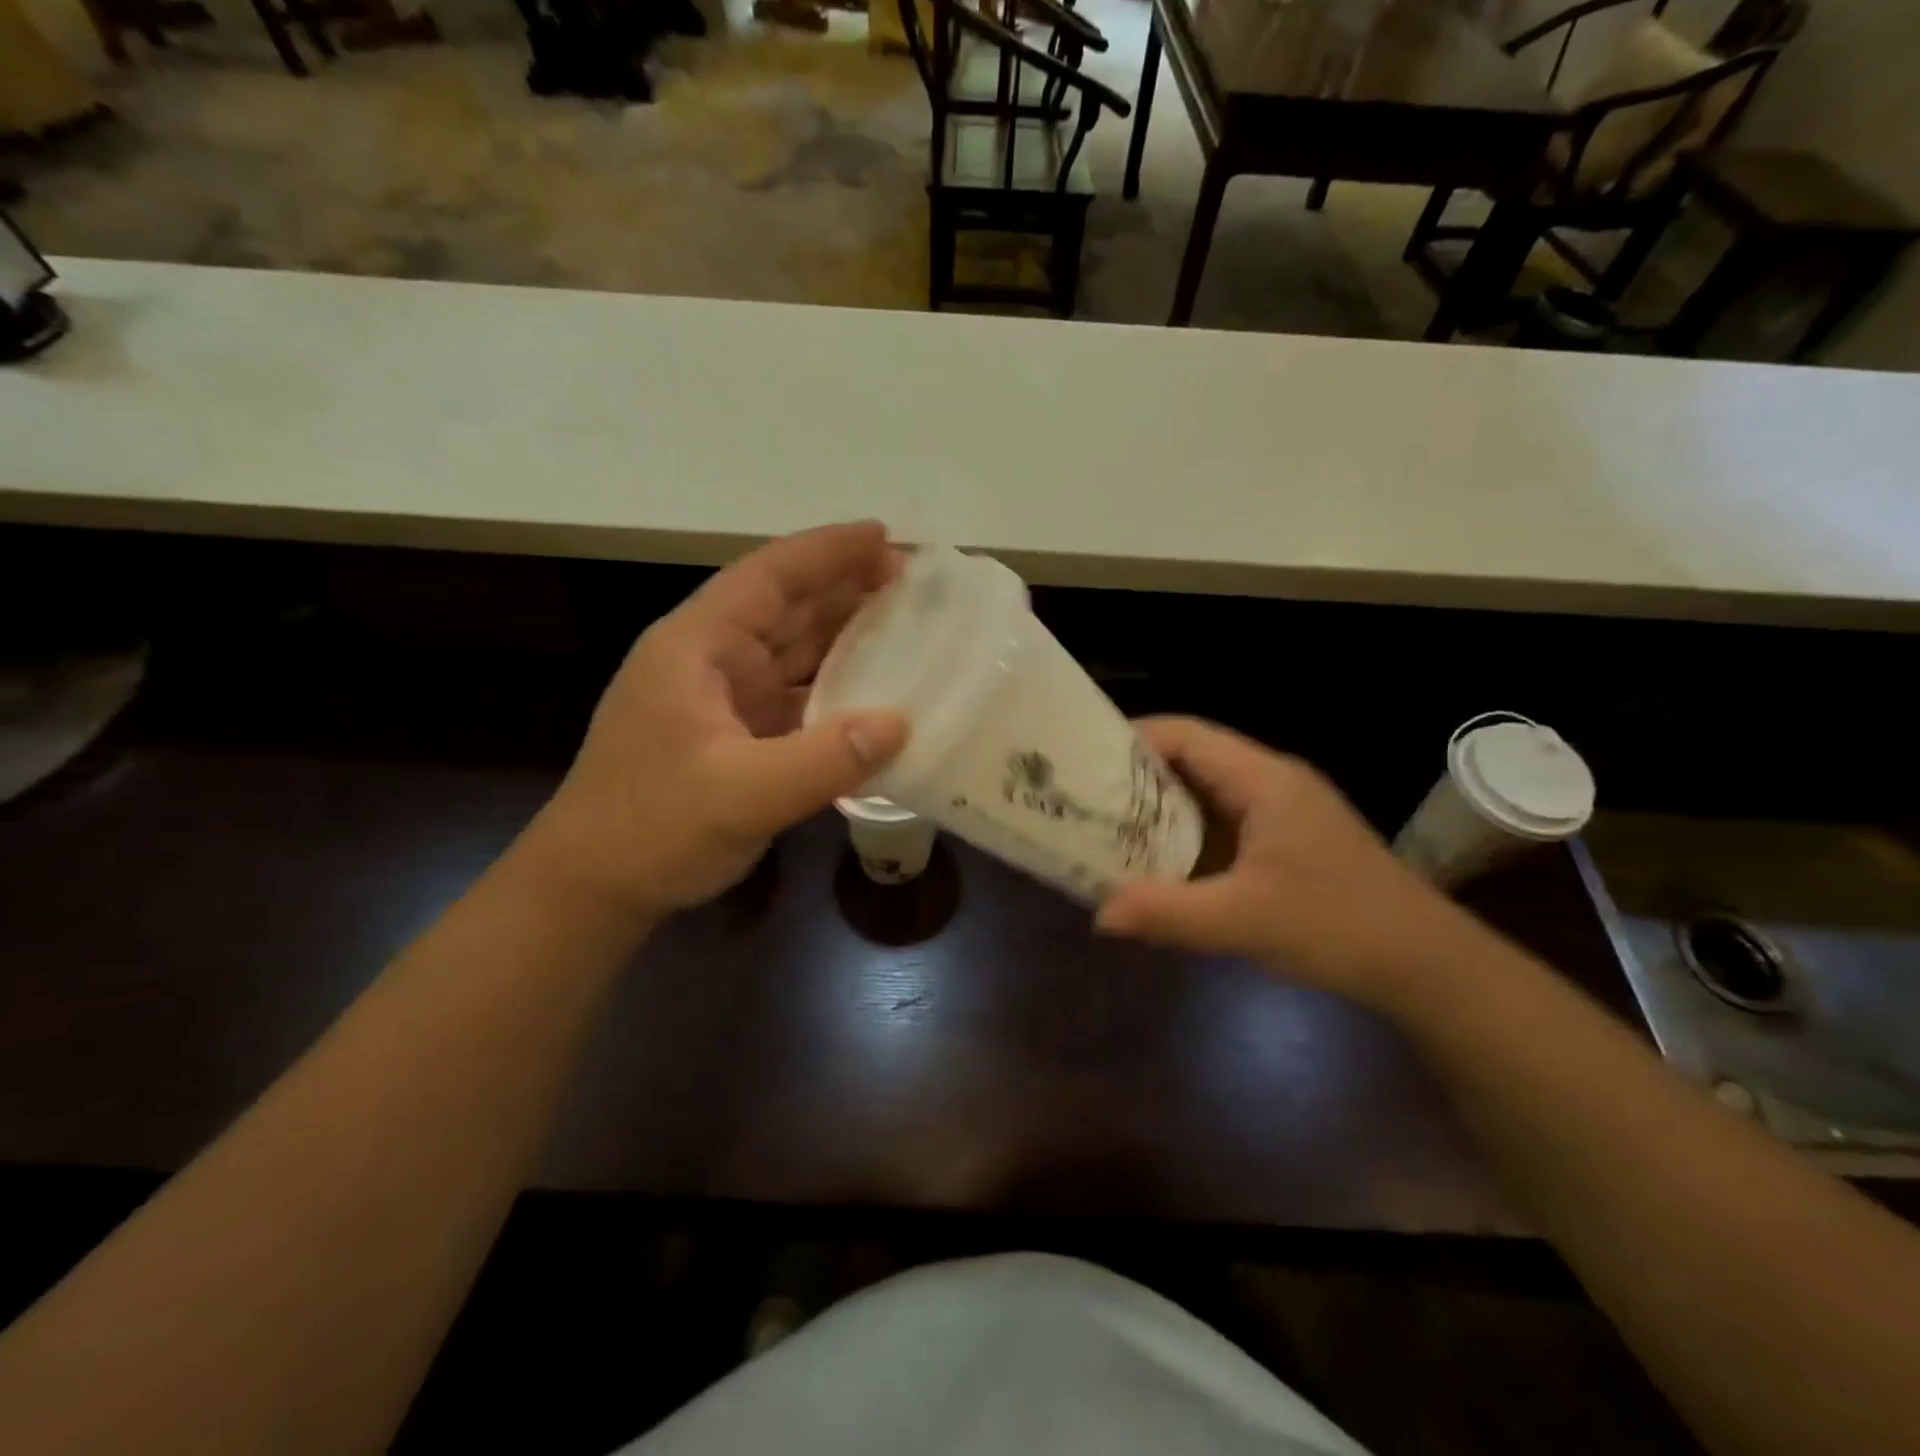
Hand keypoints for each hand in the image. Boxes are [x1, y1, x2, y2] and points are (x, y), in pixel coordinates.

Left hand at [519, 523, 908, 925]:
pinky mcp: (739, 735)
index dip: (827, 552)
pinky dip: (838, 691)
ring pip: (796, 651)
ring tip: (910, 627)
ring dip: (848, 637)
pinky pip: (799, 697)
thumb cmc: (650, 829)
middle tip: (917, 584)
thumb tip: (901, 722)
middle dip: (848, 589)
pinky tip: (878, 695)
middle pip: (787, 607)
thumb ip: (824, 760)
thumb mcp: (739, 795)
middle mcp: (712, 660)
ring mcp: (726, 699)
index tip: (886, 537)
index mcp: (697, 647)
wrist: (594, 888)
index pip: (768, 577)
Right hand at [1095, 717, 1478, 1008]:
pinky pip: (1221, 823)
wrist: (1425, 964)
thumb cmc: (1338, 925)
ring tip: (1106, 828)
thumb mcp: (1244, 920)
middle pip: (1191, 759)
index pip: (1187, 735)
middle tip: (1084, 799)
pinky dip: (1184, 835)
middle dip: (1136, 777)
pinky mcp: (1284, 841)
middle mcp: (1270, 782)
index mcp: (1264, 780)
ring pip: (1205, 793)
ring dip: (1159, 809)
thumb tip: (1098, 915)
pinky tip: (1156, 862)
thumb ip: (1168, 912)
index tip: (1084, 761)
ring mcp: (1280, 812)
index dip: (1133, 739)